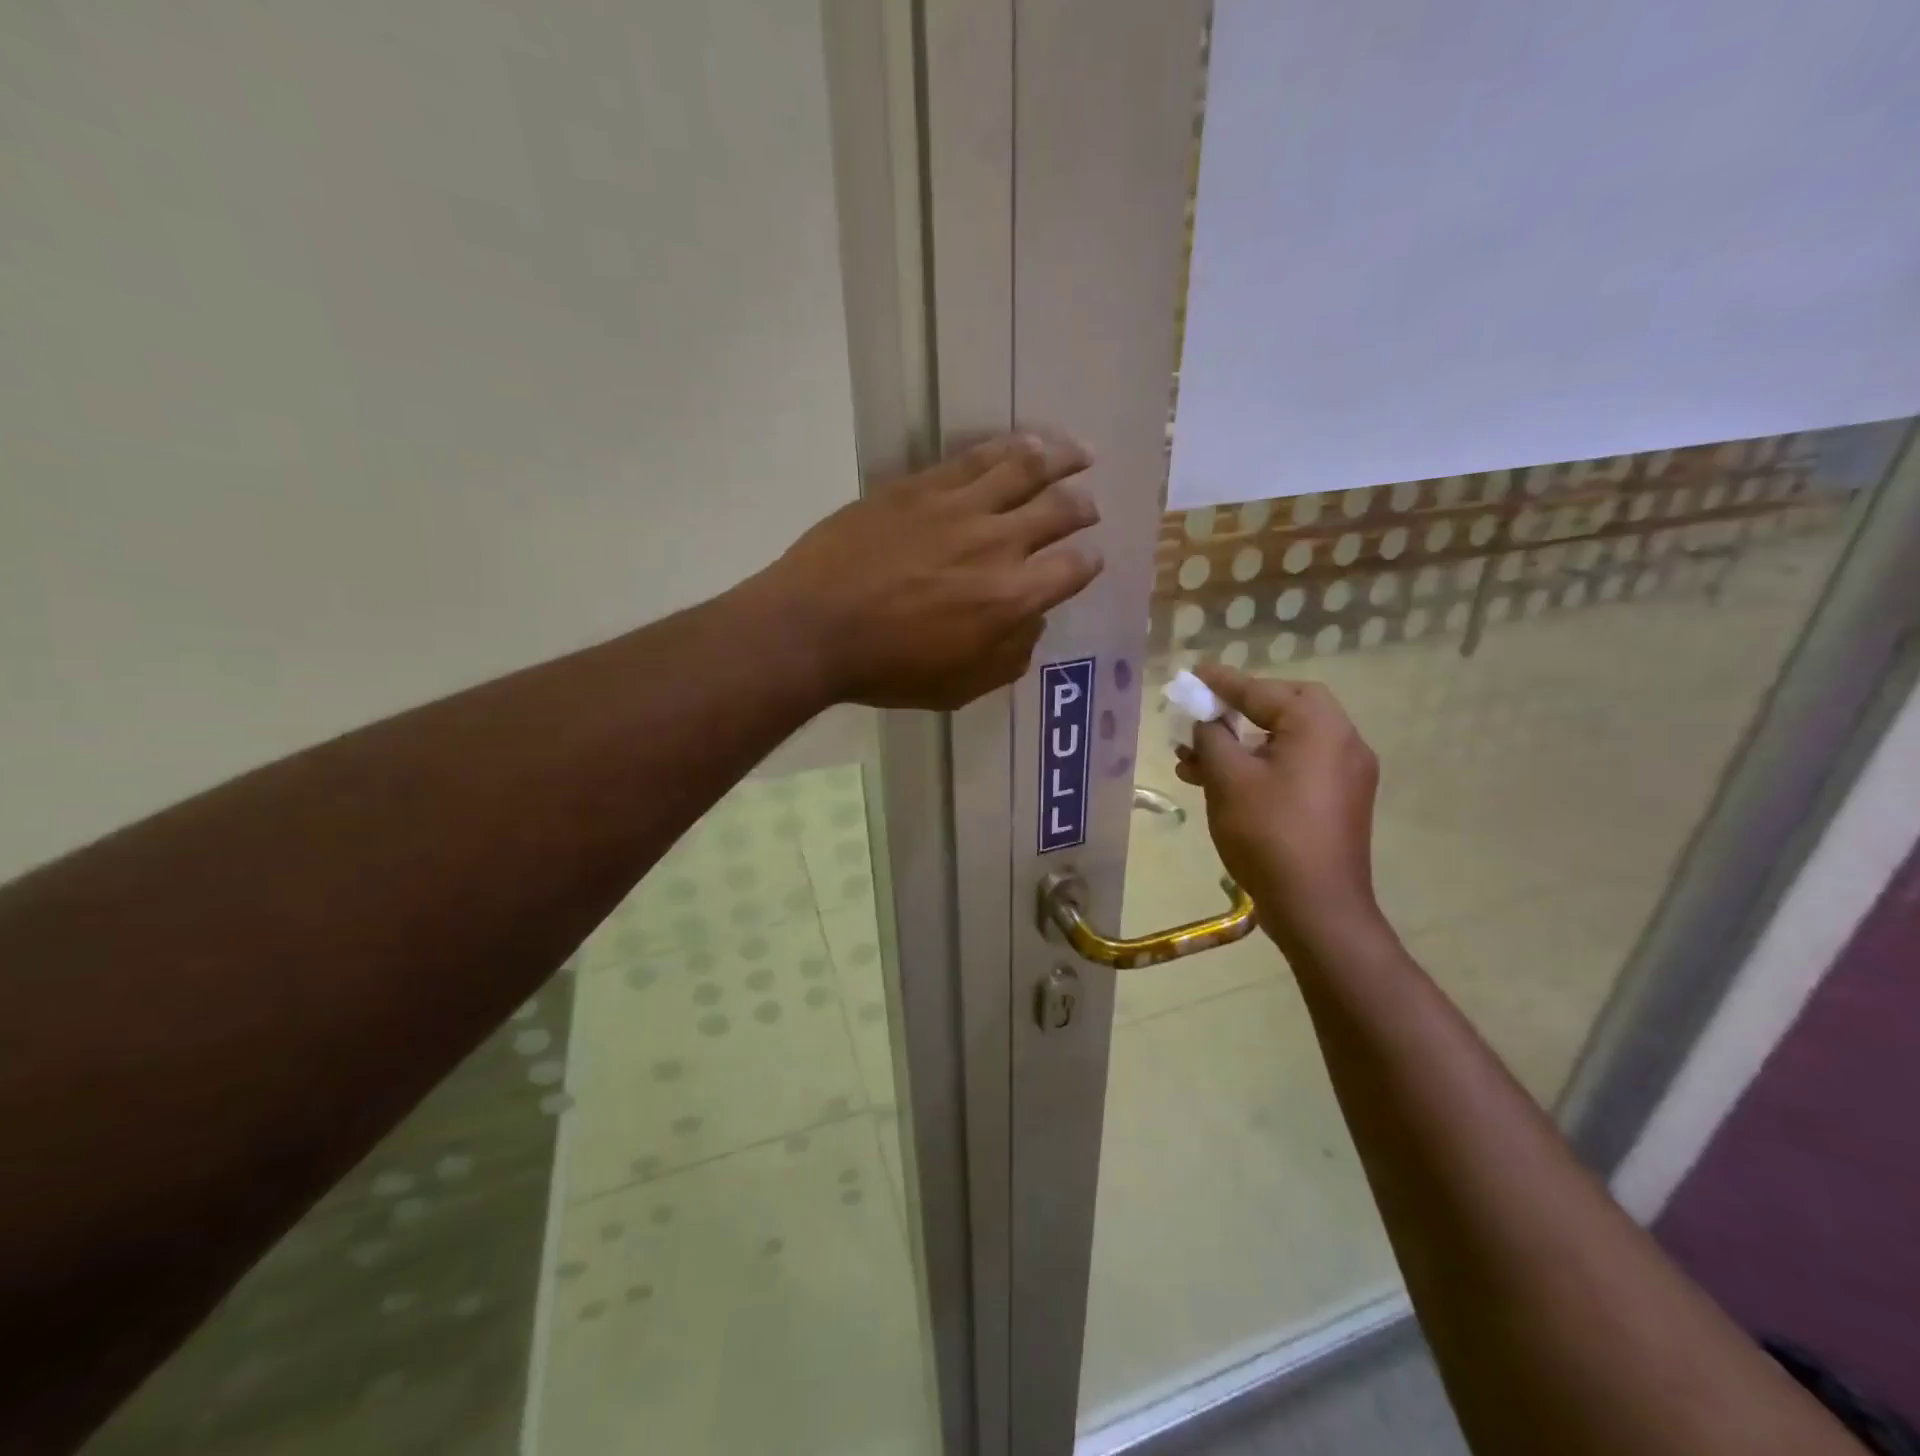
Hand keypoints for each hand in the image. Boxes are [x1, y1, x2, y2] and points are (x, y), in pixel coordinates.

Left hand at [756, 434, 1102, 709]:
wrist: (813, 628)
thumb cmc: (887, 669)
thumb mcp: (960, 687)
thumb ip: (1009, 655)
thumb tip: (1032, 620)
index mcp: (1011, 599)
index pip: (1073, 569)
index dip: (1088, 563)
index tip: (1089, 559)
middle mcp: (997, 543)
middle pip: (1061, 509)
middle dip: (1084, 506)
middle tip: (1090, 505)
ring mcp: (958, 507)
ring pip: (1025, 468)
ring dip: (1061, 458)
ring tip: (1079, 452)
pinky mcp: (920, 485)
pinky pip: (976, 457)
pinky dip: (1009, 447)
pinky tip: (1023, 443)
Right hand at [1174, 666, 1385, 949]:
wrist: (1317, 908)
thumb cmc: (1269, 833)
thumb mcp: (1228, 779)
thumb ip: (1213, 737)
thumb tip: (1208, 723)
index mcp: (1319, 726)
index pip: (1263, 690)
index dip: (1223, 683)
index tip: (1195, 674)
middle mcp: (1343, 741)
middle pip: (1285, 708)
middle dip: (1239, 710)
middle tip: (1205, 716)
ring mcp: (1347, 774)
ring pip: (1287, 742)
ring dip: (1243, 744)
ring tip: (1195, 761)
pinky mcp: (1341, 802)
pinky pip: (1297, 767)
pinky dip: (1263, 766)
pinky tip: (1225, 784)